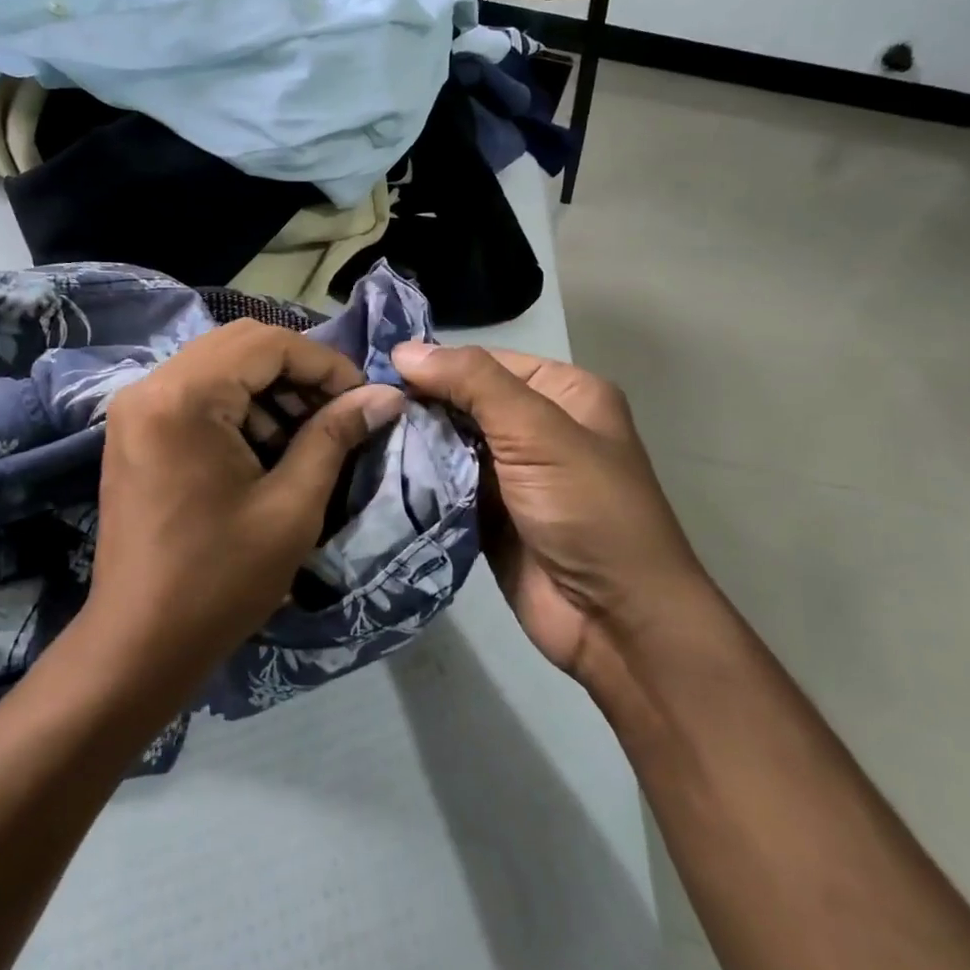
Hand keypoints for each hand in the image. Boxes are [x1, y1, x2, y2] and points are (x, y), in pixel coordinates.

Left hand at [89, 321, 405, 681]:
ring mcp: (136, 409)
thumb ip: (335, 436)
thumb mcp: (292, 506)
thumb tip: (385, 395)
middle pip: (240, 345)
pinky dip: (238, 408)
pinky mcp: (134, 432)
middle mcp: (150, 386)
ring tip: (306, 437)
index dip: (325, 364)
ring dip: (269, 390)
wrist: (139, 645)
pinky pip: (196, 394)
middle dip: (298, 373)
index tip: (362, 399)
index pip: (267, 343)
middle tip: (337, 414)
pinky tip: (265, 450)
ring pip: (218, 366)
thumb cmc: (220, 580)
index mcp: (184, 397)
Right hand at [389, 343, 708, 684]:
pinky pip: (445, 485)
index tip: (372, 371)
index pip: (484, 363)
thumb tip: (404, 349)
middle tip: (355, 404)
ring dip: (411, 442)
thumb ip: (473, 383)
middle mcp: (537, 427)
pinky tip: (372, 469)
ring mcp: (511, 474)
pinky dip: (416, 479)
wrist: (616, 621)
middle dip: (416, 405)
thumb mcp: (538, 433)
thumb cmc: (589, 512)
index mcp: (563, 393)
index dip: (433, 364)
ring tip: (354, 433)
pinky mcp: (488, 514)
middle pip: (463, 402)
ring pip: (449, 444)